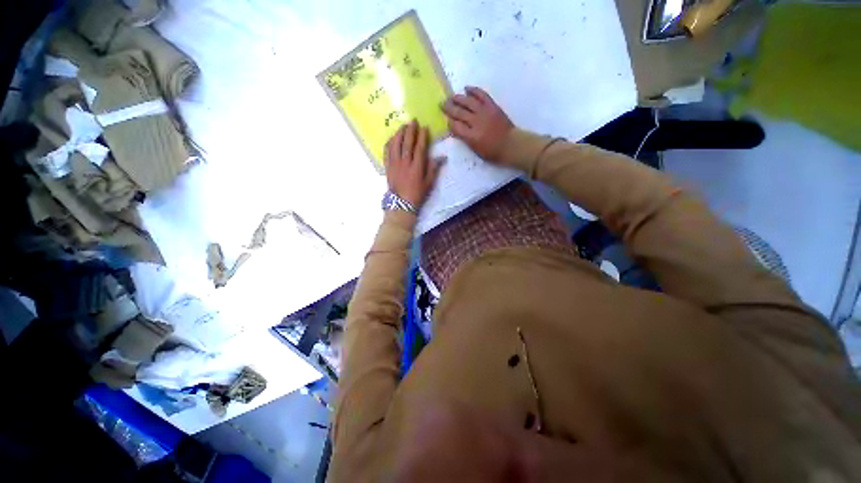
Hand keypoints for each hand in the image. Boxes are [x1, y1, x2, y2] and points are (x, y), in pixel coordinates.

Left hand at [385, 120, 443, 208]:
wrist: (401, 203)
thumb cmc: (417, 194)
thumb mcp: (429, 183)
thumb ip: (434, 168)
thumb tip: (442, 157)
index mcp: (416, 167)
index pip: (419, 147)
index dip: (422, 136)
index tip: (424, 128)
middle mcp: (404, 162)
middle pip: (407, 142)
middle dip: (410, 130)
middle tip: (413, 121)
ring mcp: (394, 163)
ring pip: (395, 144)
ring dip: (399, 133)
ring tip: (402, 126)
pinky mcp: (387, 166)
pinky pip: (386, 151)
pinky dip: (389, 143)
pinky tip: (392, 138)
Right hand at [442, 86, 513, 162]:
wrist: (510, 144)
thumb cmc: (492, 152)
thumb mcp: (476, 150)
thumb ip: (465, 139)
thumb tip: (457, 129)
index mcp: (471, 136)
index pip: (455, 126)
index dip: (449, 122)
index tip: (446, 120)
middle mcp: (476, 122)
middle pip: (459, 112)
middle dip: (449, 108)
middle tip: (442, 104)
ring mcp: (484, 112)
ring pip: (468, 101)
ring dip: (458, 98)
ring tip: (451, 97)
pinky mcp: (492, 106)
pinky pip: (481, 95)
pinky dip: (473, 90)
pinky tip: (466, 88)